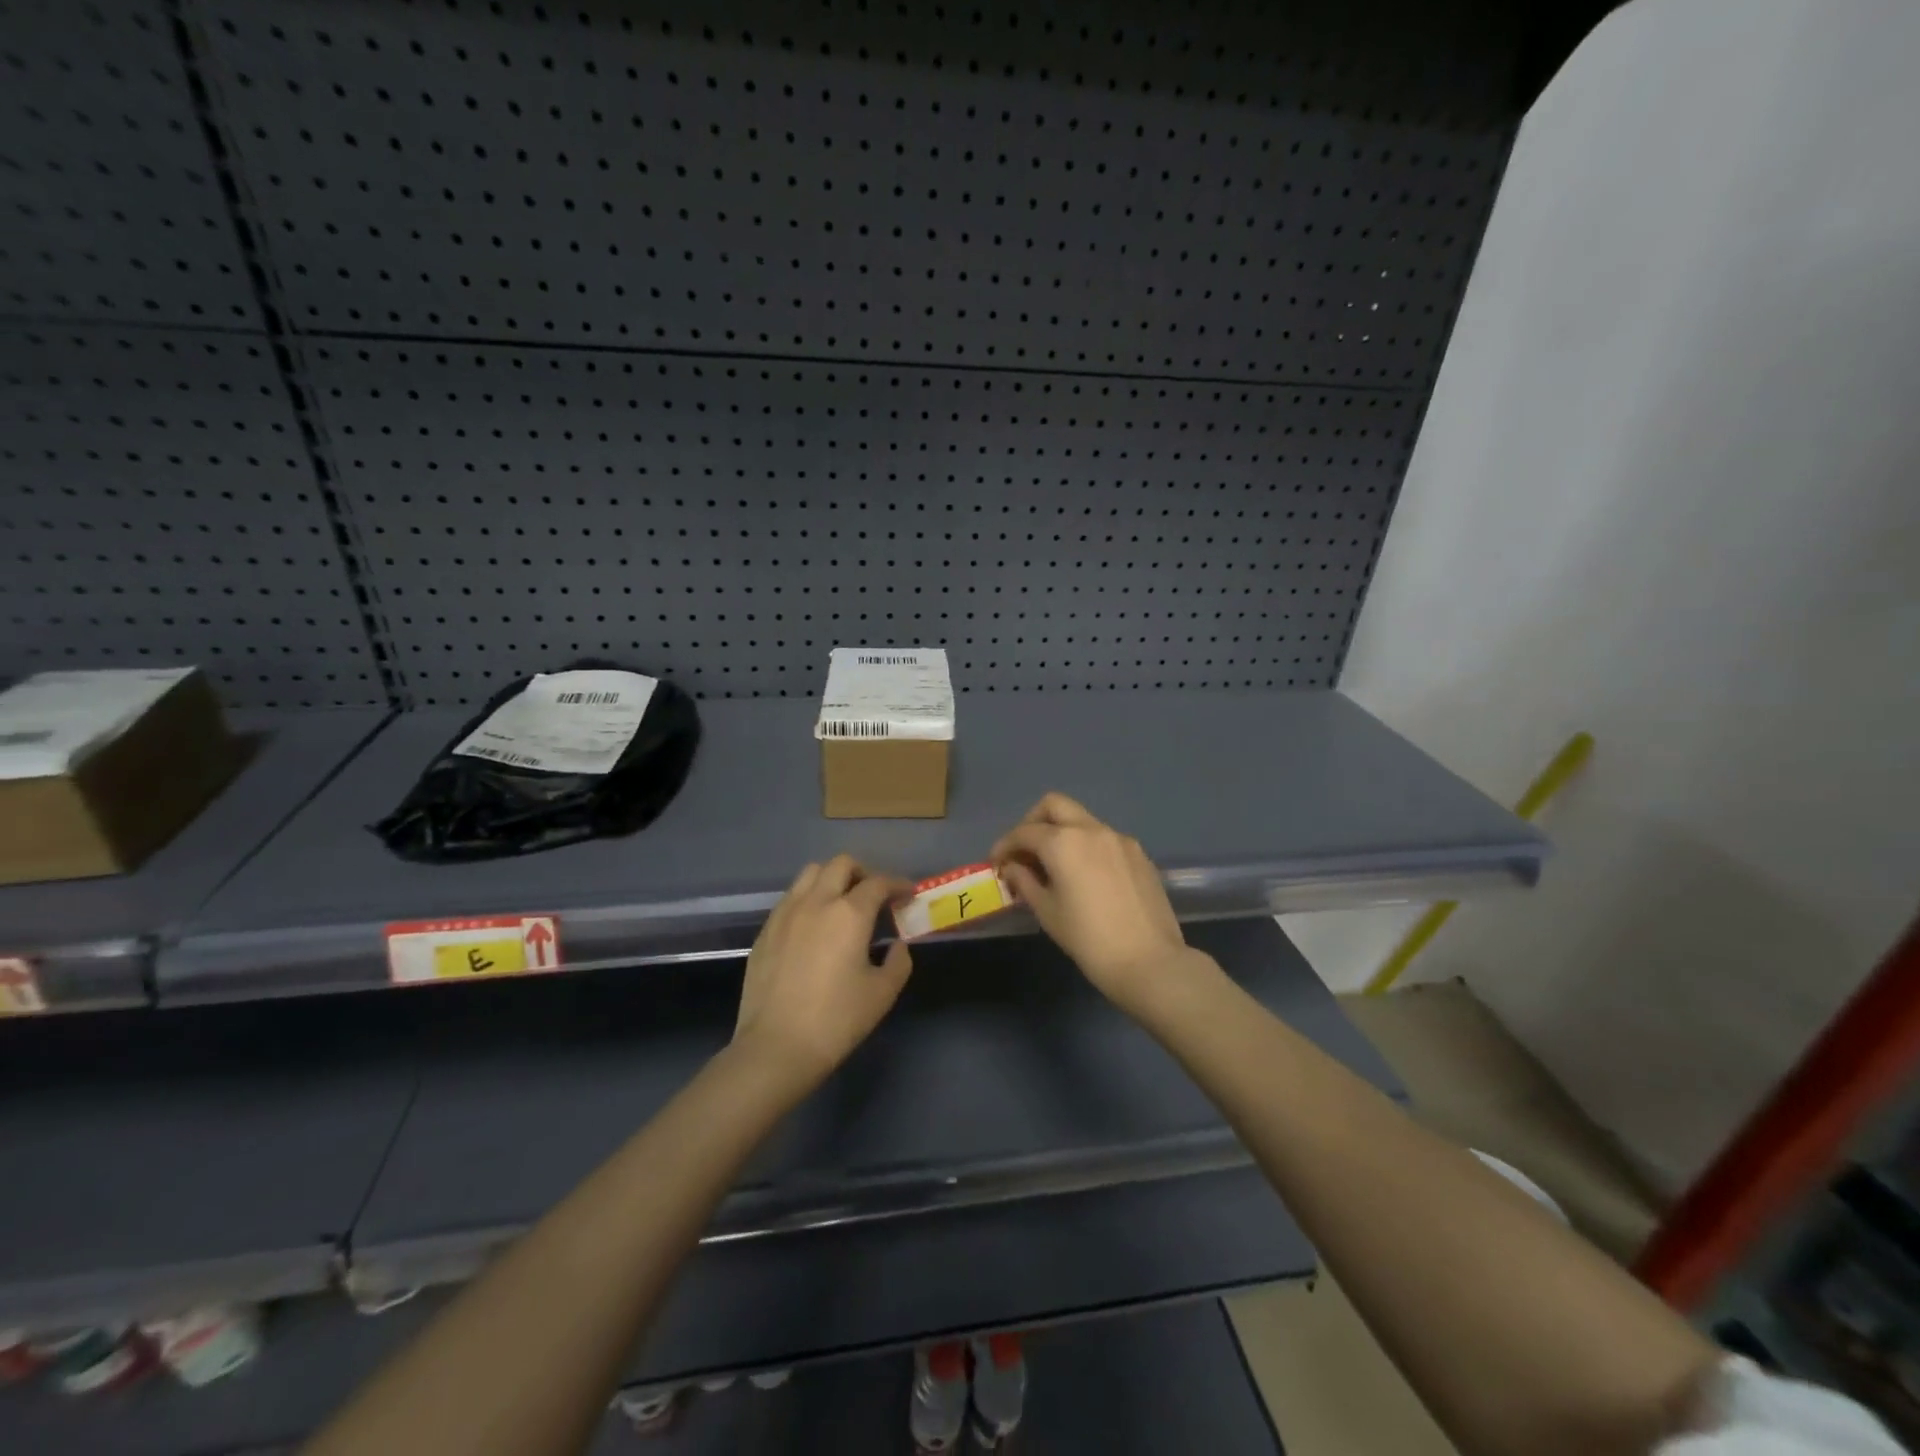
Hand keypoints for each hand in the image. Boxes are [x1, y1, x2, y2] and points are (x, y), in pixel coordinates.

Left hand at [733, 854, 913, 1086]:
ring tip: (842, 903)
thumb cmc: (836, 1020)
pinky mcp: (765, 931)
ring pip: (810, 874)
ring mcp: (785, 913)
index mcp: (849, 913)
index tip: (907, 894)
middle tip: (874, 896)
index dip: (897, 884)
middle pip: (841, 865)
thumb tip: (896, 945)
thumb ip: (898, 962)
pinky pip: (790, 898)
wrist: (776, 1047)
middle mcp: (816, 902)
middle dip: (863, 873)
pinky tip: (814, 926)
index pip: (878, 883)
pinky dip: (808, 898)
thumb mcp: (882, 994)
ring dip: (832, 879)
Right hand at [991, 793, 1196, 1013]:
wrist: (1149, 962)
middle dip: (1032, 822)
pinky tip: (1084, 876)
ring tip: (1053, 867)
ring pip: (1081, 820)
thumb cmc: (1088, 939)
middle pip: (1054, 805)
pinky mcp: (1139, 854)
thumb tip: (1012, 867)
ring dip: (1061, 833)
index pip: (1024, 832)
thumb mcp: (1047, 912)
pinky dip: (1086, 846)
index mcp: (1064, 842)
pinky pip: (1103, 838)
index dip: (1005, 845)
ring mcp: (1119, 839)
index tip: (996, 863)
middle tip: (1024, 851)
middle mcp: (1091, 829)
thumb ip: (1024, 881)